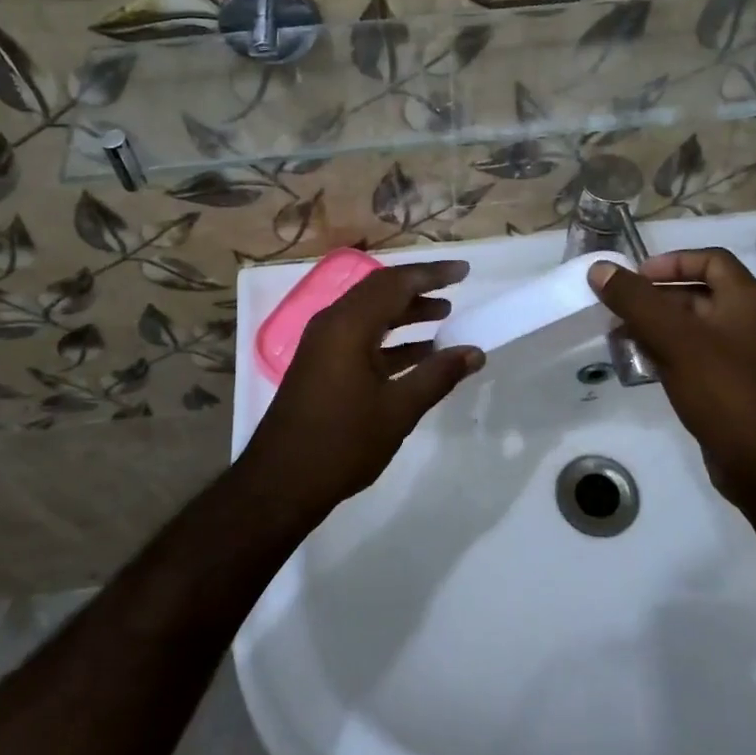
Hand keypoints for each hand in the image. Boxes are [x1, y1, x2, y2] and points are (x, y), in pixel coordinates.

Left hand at [247, 260, 484, 512]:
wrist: (280, 483)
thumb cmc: (342, 442)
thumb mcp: (398, 409)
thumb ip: (438, 375)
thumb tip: (475, 352)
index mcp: (348, 325)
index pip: (396, 283)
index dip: (432, 274)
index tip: (464, 271)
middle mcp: (332, 324)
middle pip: (380, 292)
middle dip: (419, 288)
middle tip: (456, 289)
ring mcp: (323, 344)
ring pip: (370, 314)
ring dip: (405, 313)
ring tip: (444, 316)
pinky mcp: (321, 365)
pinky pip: (360, 336)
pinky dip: (390, 338)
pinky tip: (418, 352)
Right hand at [589, 249, 755, 505]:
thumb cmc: (725, 390)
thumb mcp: (675, 339)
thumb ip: (635, 301)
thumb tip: (600, 268)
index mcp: (745, 299)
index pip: (710, 259)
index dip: (671, 261)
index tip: (636, 278)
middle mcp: (747, 321)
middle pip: (695, 293)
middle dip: (653, 299)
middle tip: (616, 311)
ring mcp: (741, 356)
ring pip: (690, 328)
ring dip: (655, 328)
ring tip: (619, 339)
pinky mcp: (731, 386)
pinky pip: (693, 357)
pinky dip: (666, 354)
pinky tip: (641, 367)